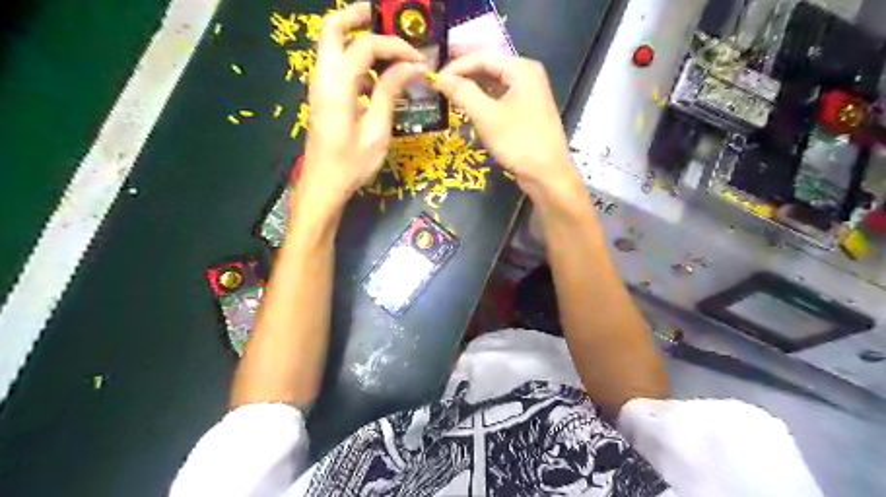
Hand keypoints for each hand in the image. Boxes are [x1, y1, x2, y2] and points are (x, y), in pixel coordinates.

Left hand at [295, 4, 423, 210]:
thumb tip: (412, 66)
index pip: (366, 46)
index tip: (418, 60)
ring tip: (391, 52)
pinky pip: (339, 68)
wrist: (323, 186)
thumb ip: (390, 92)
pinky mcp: (324, 97)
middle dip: (360, 16)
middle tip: (387, 18)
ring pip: (334, 46)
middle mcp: (323, 77)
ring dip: (360, 40)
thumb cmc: (351, 164)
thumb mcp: (377, 130)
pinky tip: (380, 82)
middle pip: (333, 28)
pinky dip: (359, 63)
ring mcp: (320, 86)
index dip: (395, 46)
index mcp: (337, 84)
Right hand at [436, 50, 582, 195]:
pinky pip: (500, 99)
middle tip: (439, 84)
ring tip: (449, 95)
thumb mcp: (487, 116)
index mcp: (522, 69)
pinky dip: (484, 101)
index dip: (457, 66)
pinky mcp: (526, 112)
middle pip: (490, 67)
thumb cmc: (518, 142)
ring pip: (494, 84)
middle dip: (464, 74)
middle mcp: (527, 76)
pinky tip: (469, 108)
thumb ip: (463, 93)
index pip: (483, 57)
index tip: (435, 79)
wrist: (547, 175)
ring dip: (473, 88)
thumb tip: (439, 78)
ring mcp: (529, 95)